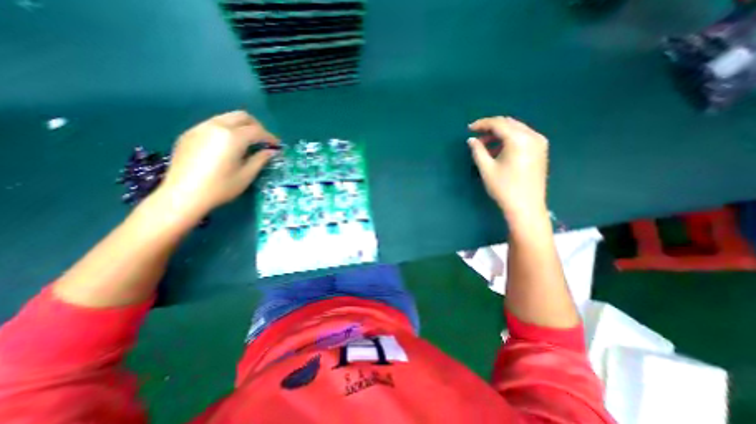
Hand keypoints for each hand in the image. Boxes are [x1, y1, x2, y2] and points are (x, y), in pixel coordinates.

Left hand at [158, 110, 278, 217]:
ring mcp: (200, 128)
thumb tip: (271, 151)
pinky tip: (228, 146)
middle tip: (263, 140)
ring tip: (247, 143)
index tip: (277, 145)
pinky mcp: (189, 134)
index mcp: (232, 137)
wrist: (183, 195)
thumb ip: (260, 159)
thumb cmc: (221, 187)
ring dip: (241, 127)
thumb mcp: (247, 175)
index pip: (257, 130)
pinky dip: (226, 130)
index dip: (270, 137)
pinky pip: (213, 124)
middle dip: (257, 126)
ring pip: (226, 118)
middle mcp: (216, 126)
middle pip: (242, 116)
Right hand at [468, 116, 549, 218]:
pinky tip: (499, 149)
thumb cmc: (504, 188)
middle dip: (491, 127)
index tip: (469, 128)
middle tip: (476, 136)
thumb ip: (478, 151)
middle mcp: (533, 136)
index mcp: (519, 139)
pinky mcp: (541, 150)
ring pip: (516, 129)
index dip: (482, 124)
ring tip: (485, 144)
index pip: (498, 123)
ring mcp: (539, 142)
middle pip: (509, 123)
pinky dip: (509, 139)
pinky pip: (523, 137)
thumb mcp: (486, 169)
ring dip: (500, 133)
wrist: (526, 207)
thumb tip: (471, 140)